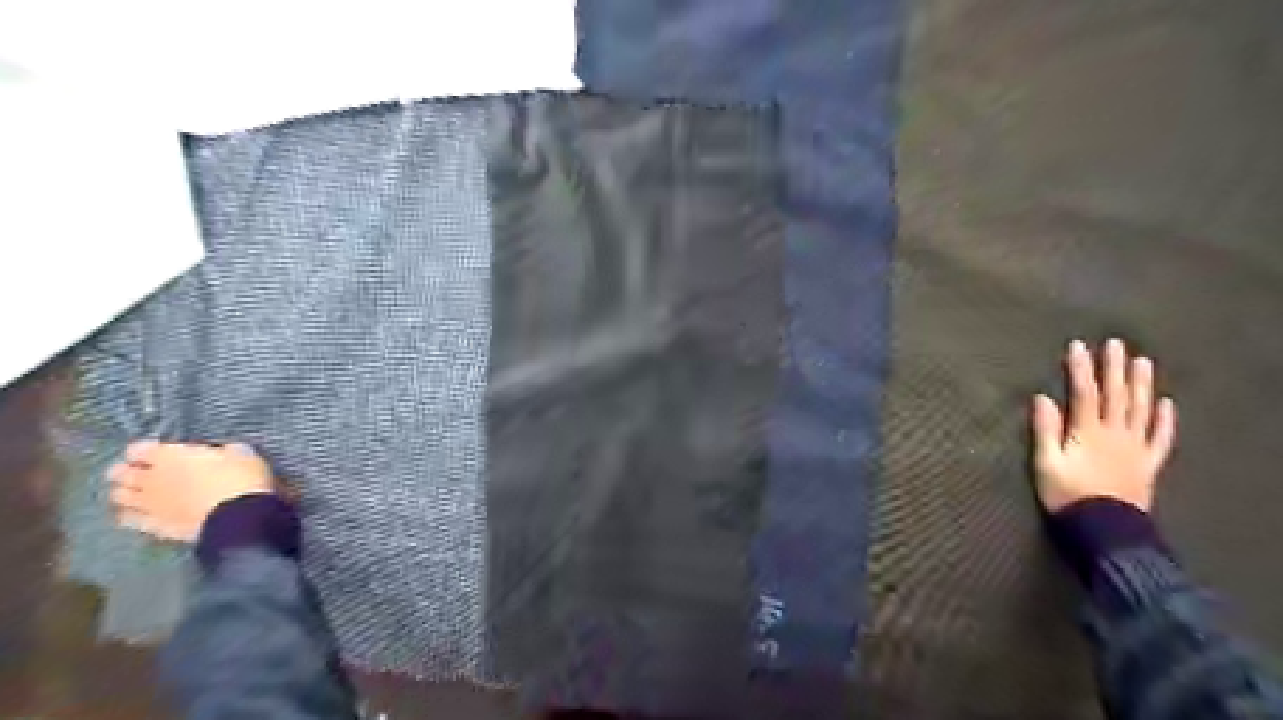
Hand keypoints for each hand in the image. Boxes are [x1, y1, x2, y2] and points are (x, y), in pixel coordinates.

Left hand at [108, 442, 277, 543]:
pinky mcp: (155, 526)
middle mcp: (151, 478)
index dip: (145, 449)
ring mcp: (150, 504)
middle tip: (139, 471)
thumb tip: (220, 454)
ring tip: (136, 492)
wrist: (240, 516)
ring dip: (126, 493)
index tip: (156, 449)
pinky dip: (132, 515)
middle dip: (126, 471)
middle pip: (120, 473)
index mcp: (171, 456)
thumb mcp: (240, 454)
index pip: (138, 450)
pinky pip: (131, 520)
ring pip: (120, 497)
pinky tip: (139, 513)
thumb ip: (219, 453)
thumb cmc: (243, 478)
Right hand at [1029, 336, 1168, 511]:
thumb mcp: (1046, 463)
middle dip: (1113, 369)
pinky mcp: (1148, 464)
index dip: (1080, 368)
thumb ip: (1045, 430)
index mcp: (1087, 432)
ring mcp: (1135, 448)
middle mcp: (1115, 434)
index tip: (1077, 346)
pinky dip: (1164, 420)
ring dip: (1141, 385)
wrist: (1104, 530)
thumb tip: (1042, 398)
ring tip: (1142, 362)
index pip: (1084, 393)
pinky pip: (1160, 438)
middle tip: (1115, 344)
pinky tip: (1166, 404)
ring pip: (1140, 410)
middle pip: (1116, 396)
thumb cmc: (1067, 495)